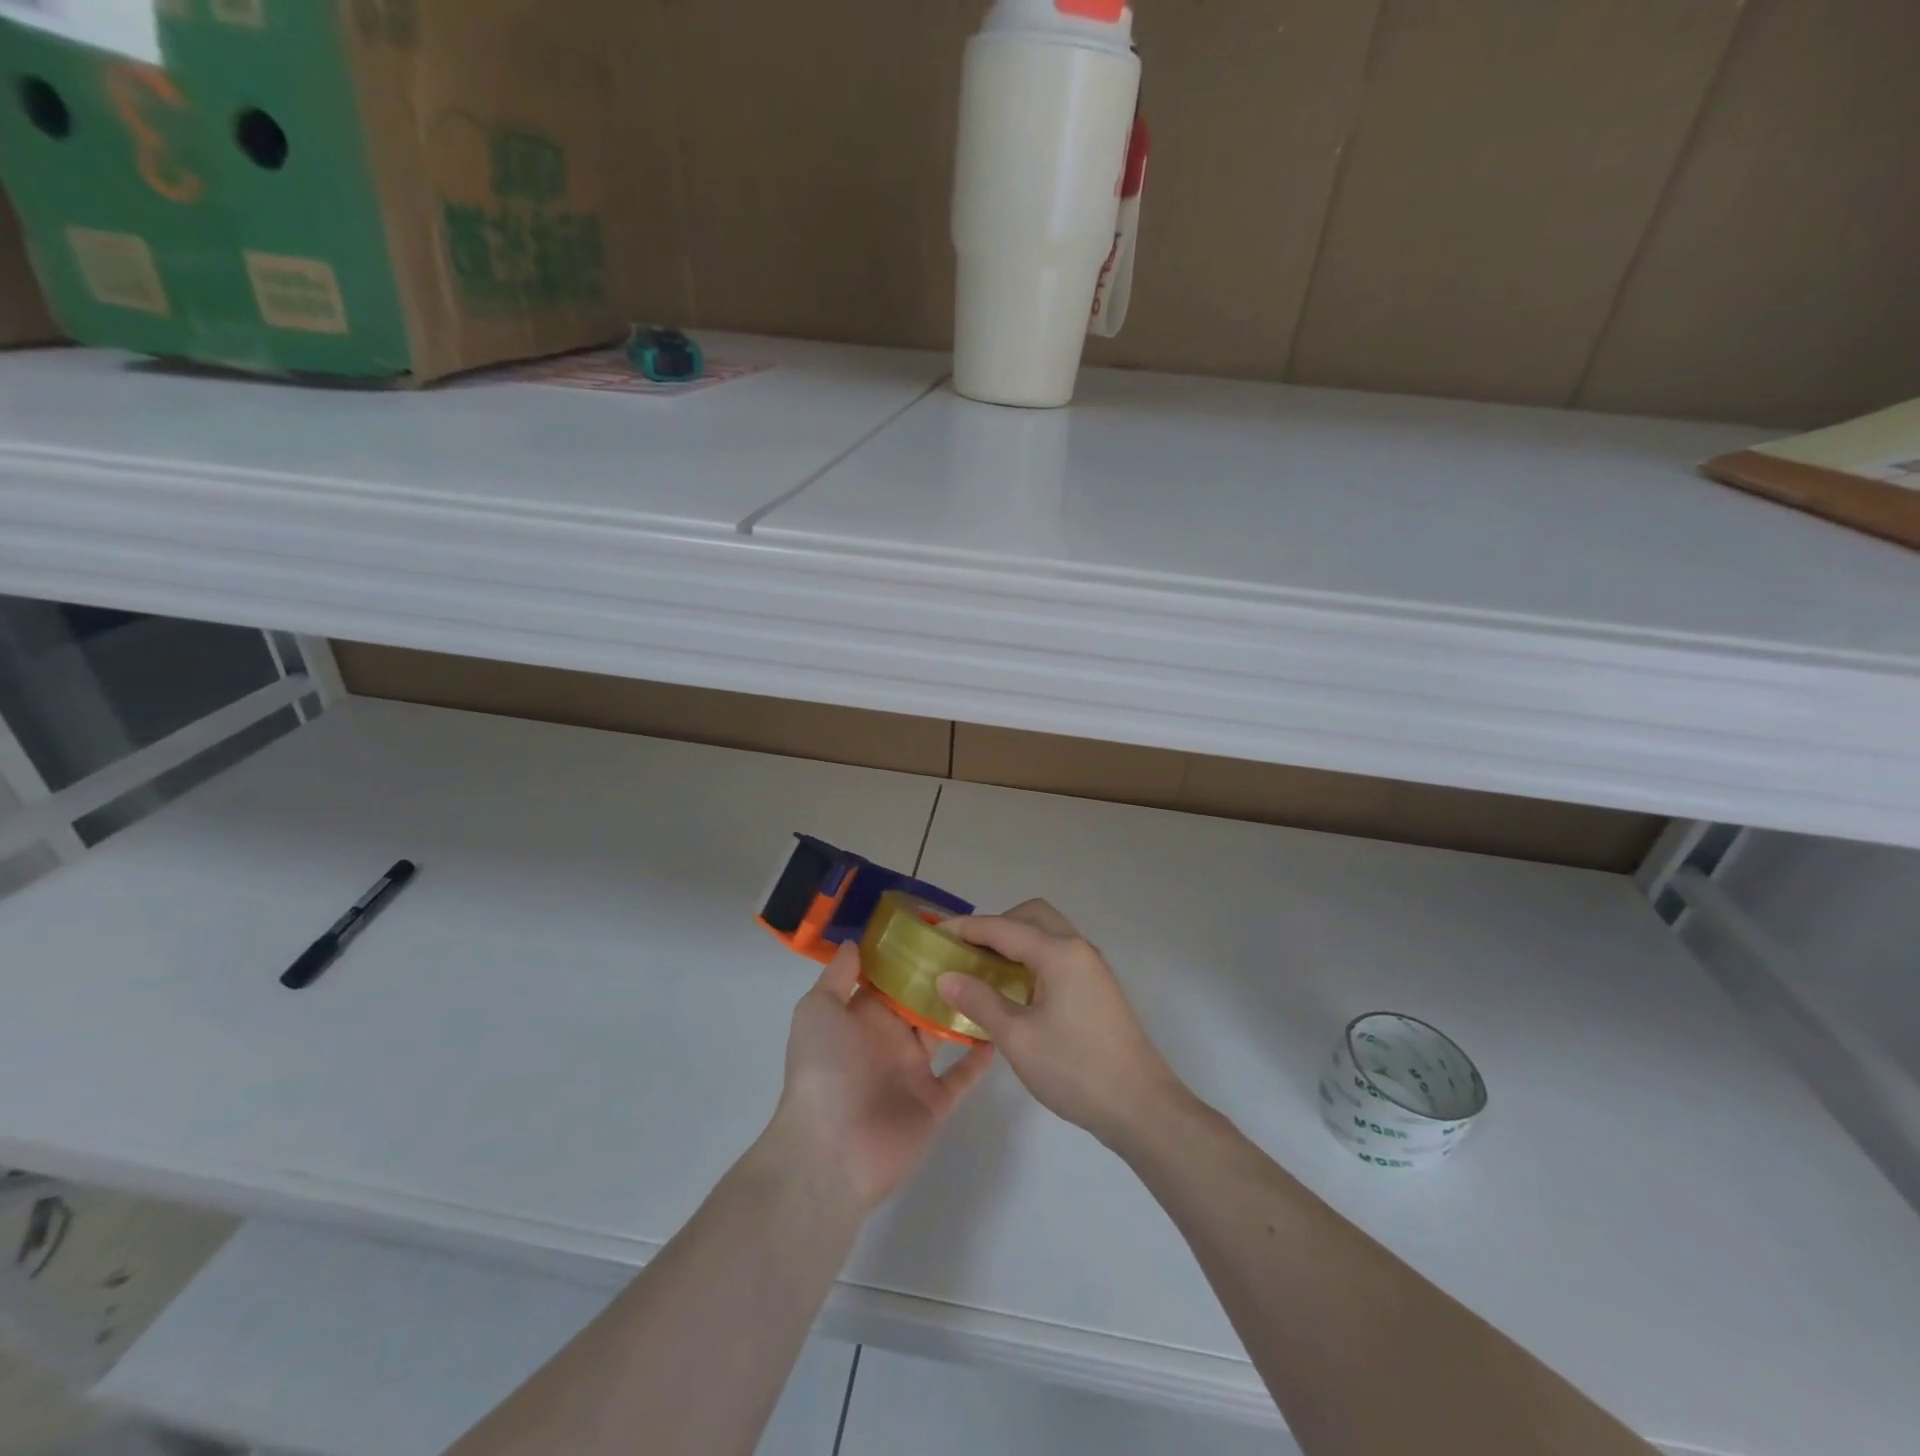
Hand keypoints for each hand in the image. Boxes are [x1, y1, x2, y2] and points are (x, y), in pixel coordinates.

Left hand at [769, 942, 993, 1212]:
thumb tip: (855, 943)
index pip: (889, 979)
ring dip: (964, 1010)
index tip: (939, 927)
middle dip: (942, 977)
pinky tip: (1000, 1030)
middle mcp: (888, 1039)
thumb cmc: (824, 1069)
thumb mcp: (818, 1011)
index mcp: (861, 1017)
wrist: (832, 1150)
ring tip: (996, 979)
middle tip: (978, 947)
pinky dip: (979, 1057)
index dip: (909, 955)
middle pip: (920, 1002)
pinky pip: (961, 1075)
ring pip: (943, 1033)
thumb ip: (837, 976)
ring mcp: (912, 1072)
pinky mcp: (934, 1102)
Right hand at [936, 899, 1185, 1149]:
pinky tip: (1015, 990)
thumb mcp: (1018, 1038)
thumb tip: (946, 976)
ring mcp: (1091, 967)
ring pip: (1047, 933)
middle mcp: (1078, 948)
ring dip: (1016, 941)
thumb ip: (980, 1001)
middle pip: (1031, 916)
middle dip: (995, 926)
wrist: (1140, 1106)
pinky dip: (1032, 958)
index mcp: (1059, 953)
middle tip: (966, 952)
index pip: (1003, 927)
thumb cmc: (1075, 1069)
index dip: (966, 928)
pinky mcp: (1097, 987)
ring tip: (984, 969)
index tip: (935, 934)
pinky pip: (1058, 954)